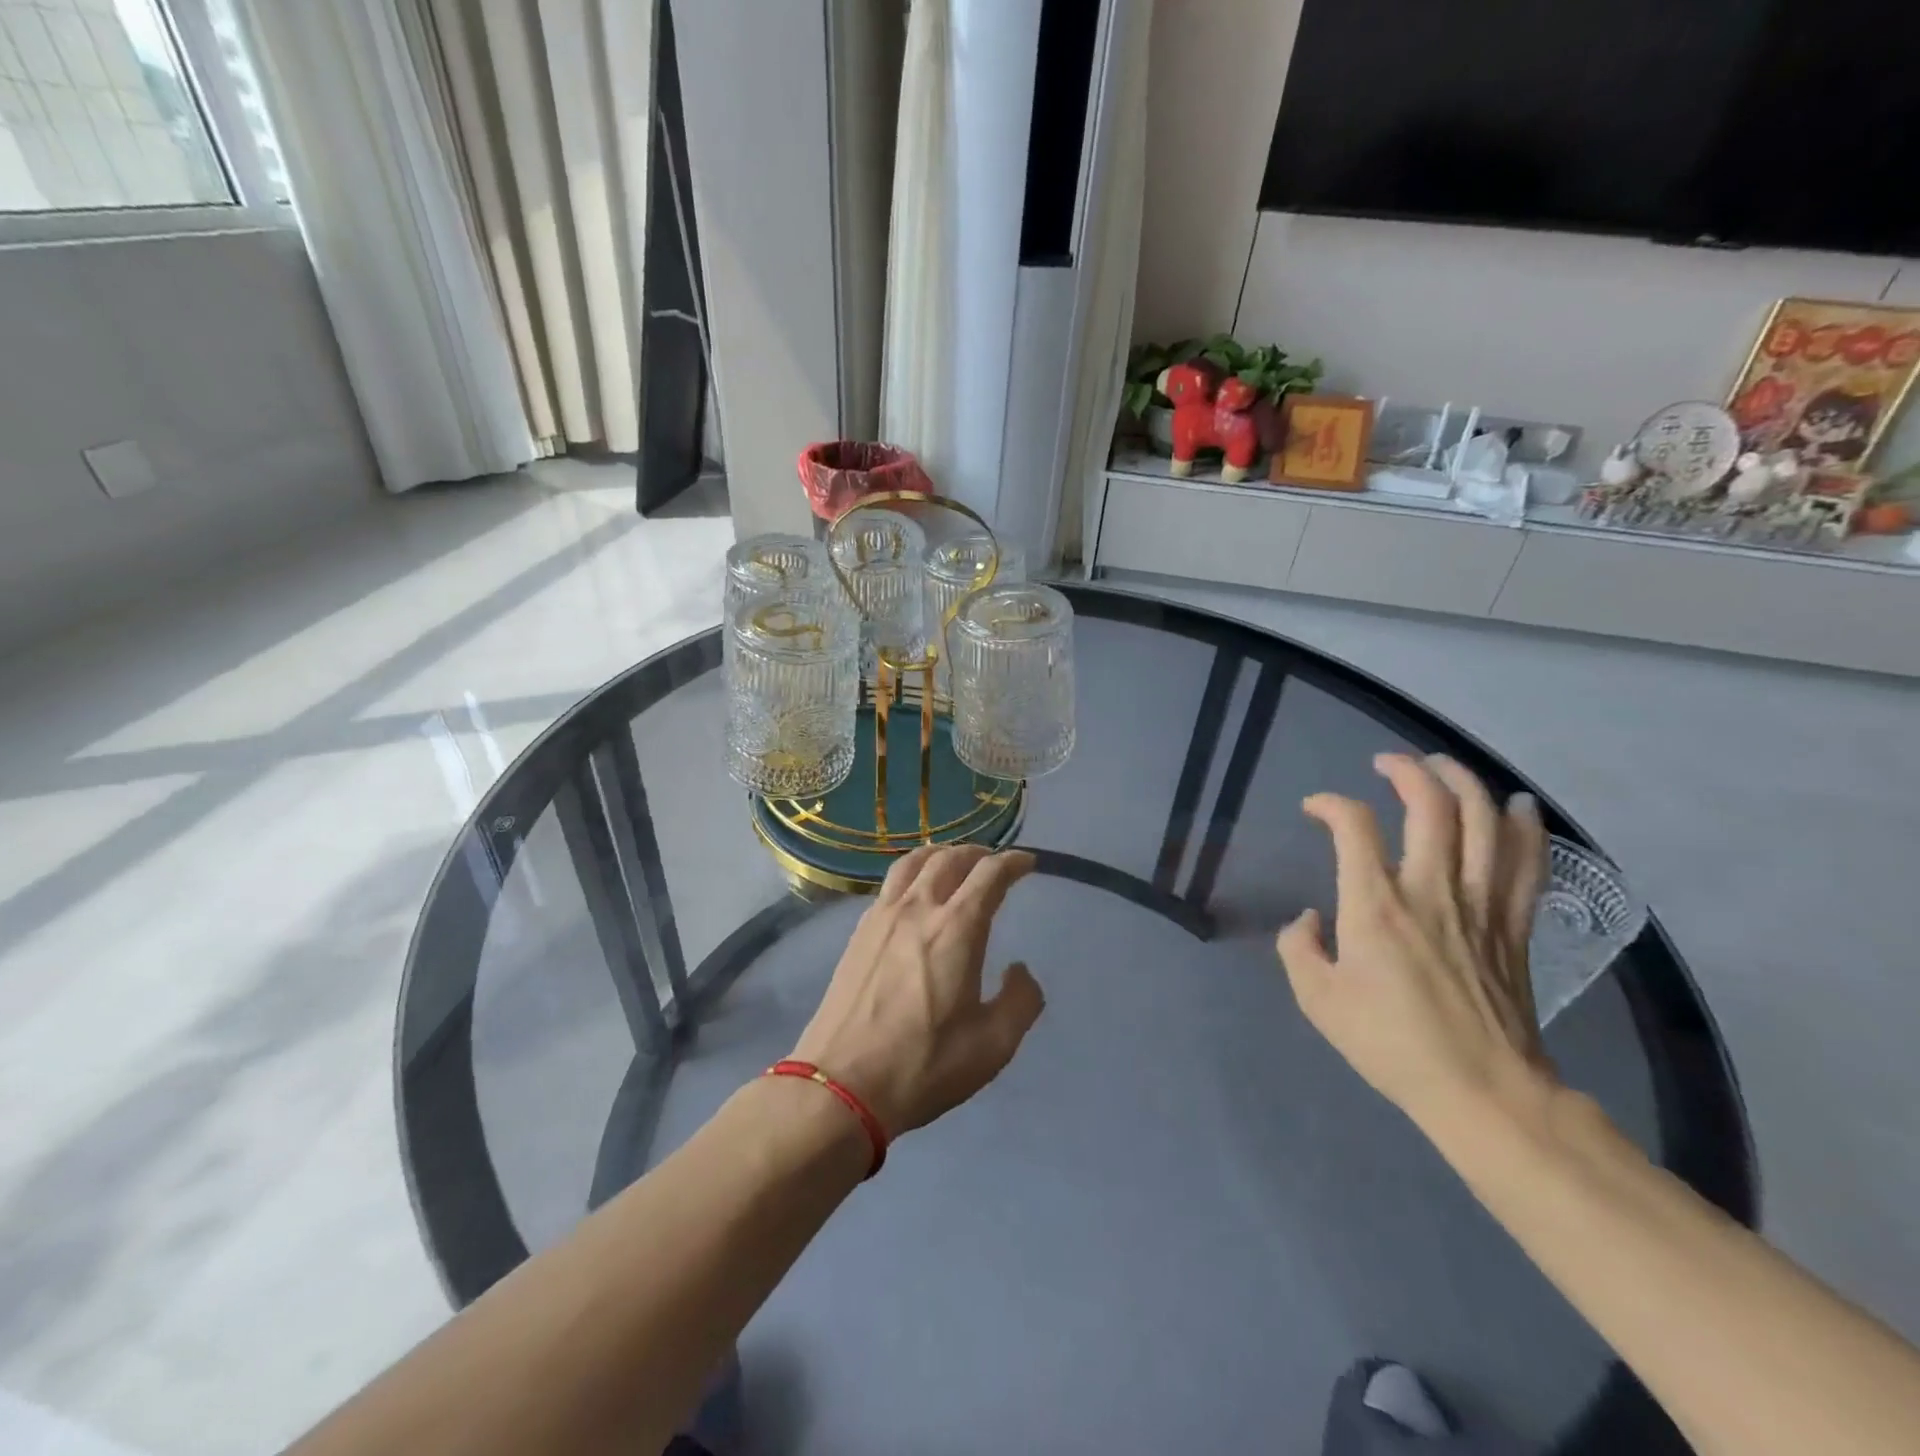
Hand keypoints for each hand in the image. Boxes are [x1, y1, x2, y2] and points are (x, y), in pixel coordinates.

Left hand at [790, 845, 1045, 1136]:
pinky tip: (915, 895)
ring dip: (940, 855)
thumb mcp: (992, 1045)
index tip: (1027, 863)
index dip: (1013, 862)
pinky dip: (912, 874)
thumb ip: (1020, 1001)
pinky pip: (890, 885)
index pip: (989, 874)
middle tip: (994, 862)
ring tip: (953, 863)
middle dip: (977, 853)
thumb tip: (1020, 970)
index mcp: (957, 928)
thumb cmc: (924, 1064)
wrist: (841, 1084)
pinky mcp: (859, 932)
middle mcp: (918, 908)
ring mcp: (882, 917)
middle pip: (949, 858)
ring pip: (913, 862)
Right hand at [1276, 754, 1552, 1132]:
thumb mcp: (1317, 1000)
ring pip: (1483, 823)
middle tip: (1387, 762)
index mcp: (1375, 906)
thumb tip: (1309, 919)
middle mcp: (1430, 890)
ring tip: (1442, 766)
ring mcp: (1480, 906)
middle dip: (1407, 771)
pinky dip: (1526, 828)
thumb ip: (1299, 948)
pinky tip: (1519, 806)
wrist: (1482, 1093)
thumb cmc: (1390, 1044)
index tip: (1315, 808)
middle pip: (1431, 806)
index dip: (1330, 804)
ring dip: (1463, 783)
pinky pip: (1527, 864)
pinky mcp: (1514, 927)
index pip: (1353, 826)